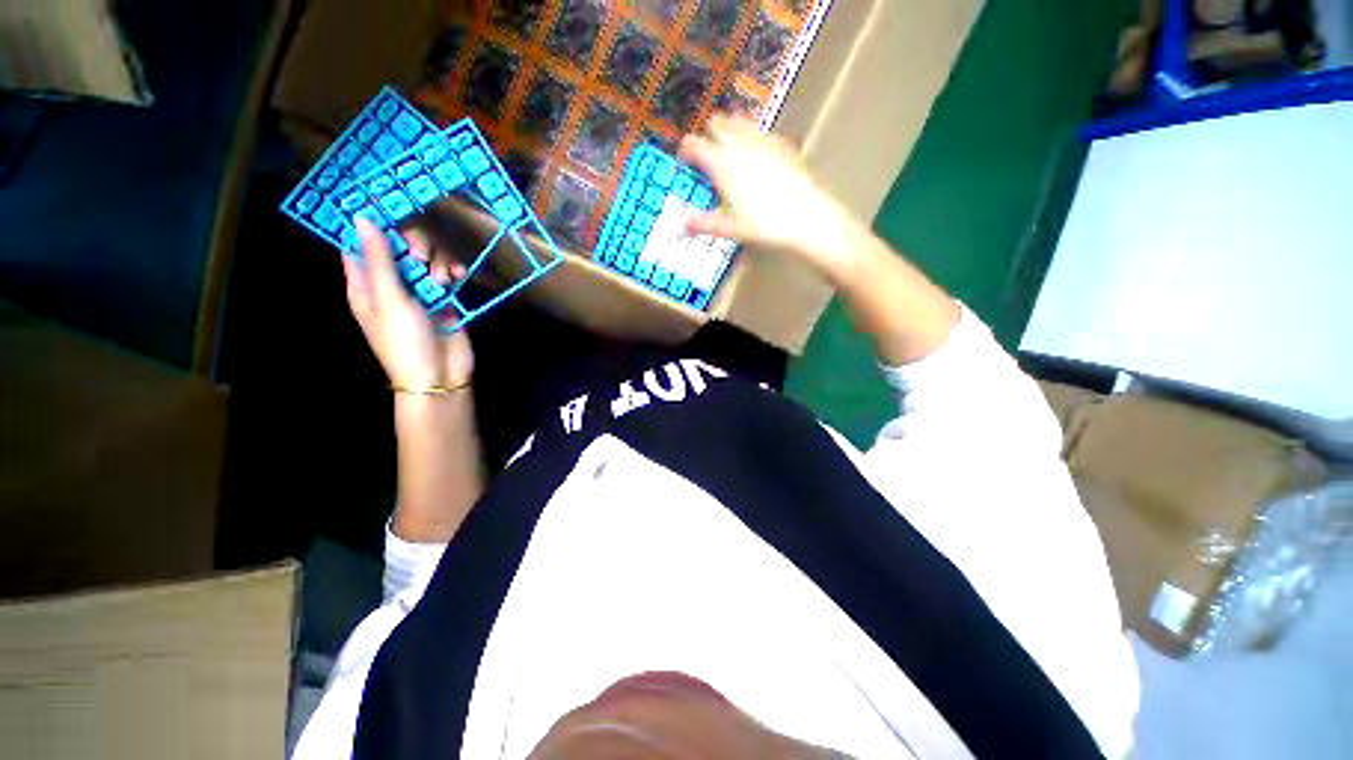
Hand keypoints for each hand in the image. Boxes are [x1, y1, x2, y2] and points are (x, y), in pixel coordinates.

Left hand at [343, 219, 473, 388]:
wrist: (440, 375)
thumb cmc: (404, 341)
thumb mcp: (388, 299)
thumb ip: (379, 259)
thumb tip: (361, 219)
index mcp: (364, 284)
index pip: (360, 245)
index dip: (369, 225)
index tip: (386, 206)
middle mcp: (391, 283)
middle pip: (398, 247)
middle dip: (412, 245)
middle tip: (421, 256)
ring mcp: (419, 291)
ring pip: (425, 258)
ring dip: (436, 260)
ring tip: (444, 278)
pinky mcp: (444, 298)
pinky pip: (446, 273)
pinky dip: (452, 271)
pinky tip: (458, 276)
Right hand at [679, 114, 860, 282]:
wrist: (805, 217)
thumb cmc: (762, 223)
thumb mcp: (729, 228)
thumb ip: (703, 223)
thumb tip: (682, 223)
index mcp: (721, 162)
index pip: (694, 144)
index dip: (686, 151)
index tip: (686, 163)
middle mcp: (739, 144)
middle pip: (717, 123)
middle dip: (709, 135)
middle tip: (708, 155)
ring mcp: (763, 140)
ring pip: (740, 120)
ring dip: (731, 129)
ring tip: (731, 148)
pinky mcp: (782, 144)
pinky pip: (763, 131)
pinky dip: (754, 137)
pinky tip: (758, 153)